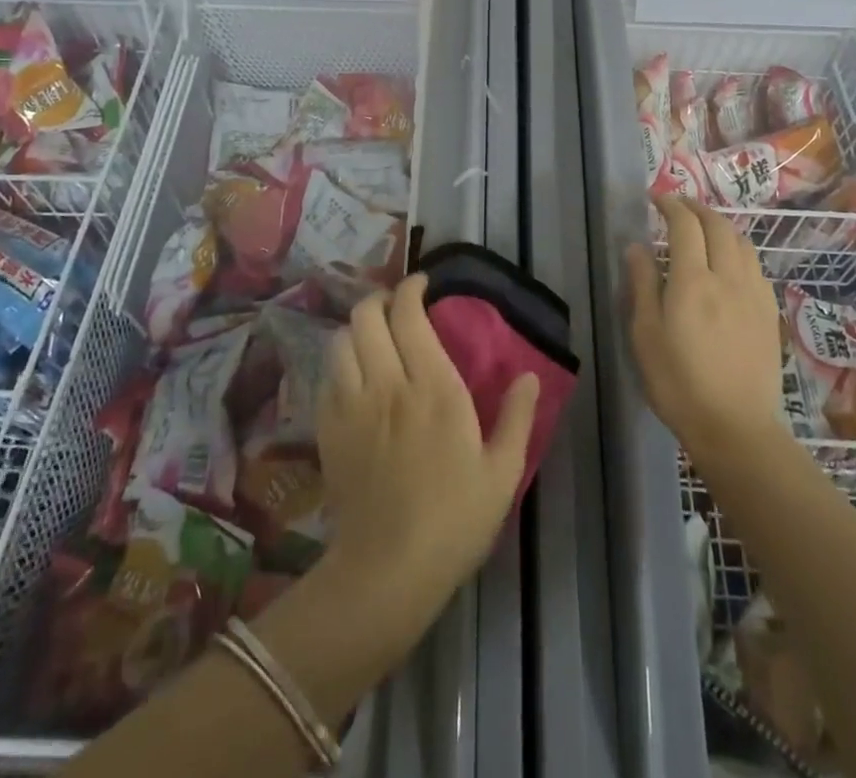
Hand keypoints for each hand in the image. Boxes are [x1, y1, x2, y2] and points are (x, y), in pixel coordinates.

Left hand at [317, 273, 539, 627]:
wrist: (387, 571)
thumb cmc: (454, 521)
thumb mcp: (502, 473)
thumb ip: (517, 418)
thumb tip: (529, 375)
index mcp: (433, 388)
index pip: (410, 315)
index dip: (412, 289)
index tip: (423, 284)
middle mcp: (387, 384)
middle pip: (367, 316)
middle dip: (380, 298)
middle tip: (397, 306)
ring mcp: (351, 405)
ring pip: (341, 340)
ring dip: (357, 328)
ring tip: (374, 336)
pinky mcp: (327, 430)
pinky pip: (326, 376)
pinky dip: (340, 363)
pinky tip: (354, 376)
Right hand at [628, 197, 784, 459]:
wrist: (735, 427)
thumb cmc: (678, 382)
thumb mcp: (645, 334)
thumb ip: (642, 284)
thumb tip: (637, 246)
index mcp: (692, 281)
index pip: (685, 226)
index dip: (671, 205)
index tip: (657, 198)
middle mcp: (728, 277)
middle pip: (718, 226)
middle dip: (697, 208)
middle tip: (679, 206)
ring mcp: (754, 294)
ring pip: (742, 243)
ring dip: (721, 226)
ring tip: (704, 228)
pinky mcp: (769, 313)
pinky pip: (755, 266)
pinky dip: (739, 250)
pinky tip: (730, 262)